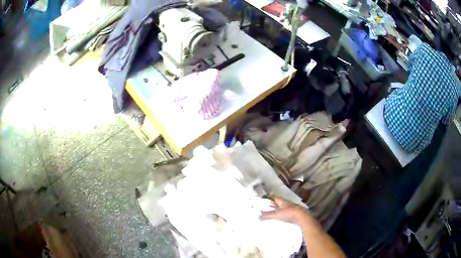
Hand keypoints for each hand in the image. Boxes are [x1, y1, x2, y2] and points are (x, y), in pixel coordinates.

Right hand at [260, 197, 306, 223]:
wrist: (302, 216)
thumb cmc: (289, 213)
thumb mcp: (277, 214)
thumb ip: (268, 215)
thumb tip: (258, 216)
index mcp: (281, 201)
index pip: (273, 197)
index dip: (267, 197)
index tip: (261, 199)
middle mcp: (285, 203)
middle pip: (277, 202)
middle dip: (271, 203)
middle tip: (264, 206)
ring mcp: (289, 207)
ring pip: (280, 207)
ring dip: (275, 208)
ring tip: (269, 212)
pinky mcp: (292, 213)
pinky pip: (284, 211)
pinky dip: (279, 213)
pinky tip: (277, 217)